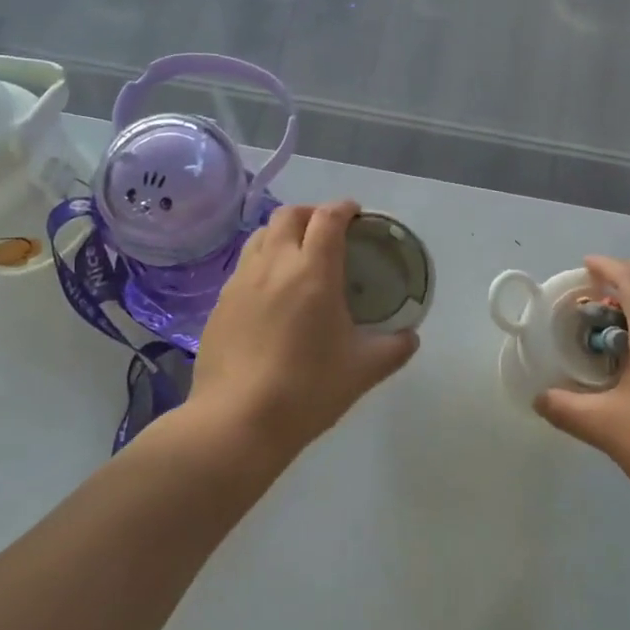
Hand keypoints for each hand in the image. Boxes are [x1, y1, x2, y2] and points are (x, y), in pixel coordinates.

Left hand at [192, 201, 419, 458]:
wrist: (236, 422)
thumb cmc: (307, 390)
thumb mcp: (363, 371)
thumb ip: (393, 348)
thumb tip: (410, 337)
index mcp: (313, 271)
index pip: (328, 218)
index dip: (344, 208)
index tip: (356, 213)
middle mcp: (274, 265)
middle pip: (289, 215)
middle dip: (311, 213)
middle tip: (328, 231)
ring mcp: (241, 282)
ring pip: (260, 236)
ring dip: (282, 233)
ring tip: (297, 254)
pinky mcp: (219, 303)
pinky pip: (244, 266)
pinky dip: (262, 262)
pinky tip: (271, 292)